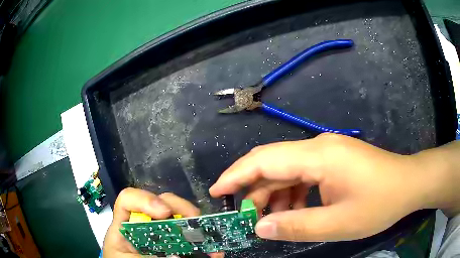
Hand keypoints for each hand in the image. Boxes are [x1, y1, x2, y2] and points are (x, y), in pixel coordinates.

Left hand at [103, 188, 223, 257]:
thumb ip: (148, 256)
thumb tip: (177, 254)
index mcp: (125, 226)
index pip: (128, 199)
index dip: (145, 199)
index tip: (165, 212)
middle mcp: (143, 224)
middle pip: (160, 202)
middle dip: (180, 207)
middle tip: (195, 220)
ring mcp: (160, 232)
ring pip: (178, 215)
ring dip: (196, 223)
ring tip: (209, 236)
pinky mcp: (173, 242)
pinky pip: (189, 235)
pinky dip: (203, 240)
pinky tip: (213, 250)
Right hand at [209, 133, 459, 241]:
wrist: (408, 184)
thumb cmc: (379, 203)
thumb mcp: (338, 224)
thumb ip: (296, 226)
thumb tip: (259, 228)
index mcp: (319, 156)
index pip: (264, 160)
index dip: (235, 175)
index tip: (216, 191)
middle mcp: (318, 147)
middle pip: (273, 163)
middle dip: (253, 190)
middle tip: (245, 218)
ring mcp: (327, 152)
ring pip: (287, 170)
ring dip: (274, 194)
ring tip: (272, 220)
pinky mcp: (334, 160)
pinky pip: (303, 174)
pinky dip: (292, 193)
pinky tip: (295, 211)